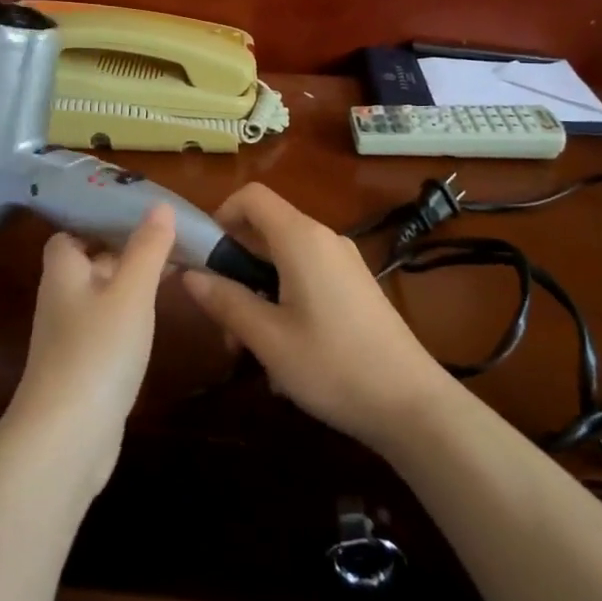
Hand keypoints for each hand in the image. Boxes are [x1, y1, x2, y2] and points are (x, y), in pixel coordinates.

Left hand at [8, 204, 174, 492]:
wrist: (68, 435)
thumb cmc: (98, 350)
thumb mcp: (131, 292)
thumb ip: (147, 248)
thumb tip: (160, 205)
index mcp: (63, 272)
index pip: (69, 234)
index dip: (96, 221)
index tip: (136, 215)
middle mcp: (61, 299)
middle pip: (88, 263)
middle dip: (124, 250)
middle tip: (168, 240)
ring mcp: (70, 337)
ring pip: (101, 296)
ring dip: (130, 284)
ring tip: (173, 272)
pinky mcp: (83, 367)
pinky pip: (108, 328)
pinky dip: (130, 317)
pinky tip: (155, 321)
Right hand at [181, 184, 452, 451]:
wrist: (412, 404)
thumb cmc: (333, 366)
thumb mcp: (268, 337)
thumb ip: (225, 300)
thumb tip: (189, 275)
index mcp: (301, 239)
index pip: (252, 196)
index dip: (220, 214)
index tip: (203, 255)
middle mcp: (324, 239)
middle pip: (265, 230)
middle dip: (234, 266)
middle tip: (221, 317)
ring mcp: (344, 263)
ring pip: (284, 260)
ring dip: (256, 292)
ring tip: (247, 348)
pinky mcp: (355, 287)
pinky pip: (306, 278)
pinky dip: (283, 301)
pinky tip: (283, 352)